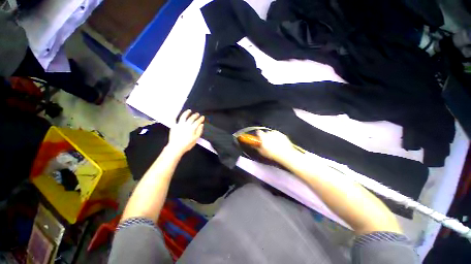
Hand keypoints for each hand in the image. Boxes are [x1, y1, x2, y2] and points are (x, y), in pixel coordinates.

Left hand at [166, 110, 204, 155]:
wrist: (176, 147)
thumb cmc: (187, 144)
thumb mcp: (196, 139)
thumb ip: (199, 131)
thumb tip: (201, 125)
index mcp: (192, 128)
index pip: (197, 122)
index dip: (200, 119)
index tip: (203, 117)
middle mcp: (186, 125)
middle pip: (191, 118)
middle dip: (195, 115)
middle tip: (197, 114)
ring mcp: (179, 125)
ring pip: (183, 117)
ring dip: (186, 113)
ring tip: (189, 111)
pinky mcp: (173, 126)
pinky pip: (173, 120)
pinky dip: (173, 116)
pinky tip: (174, 113)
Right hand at [256, 130, 295, 161]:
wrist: (285, 154)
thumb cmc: (273, 153)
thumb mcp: (262, 152)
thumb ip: (257, 147)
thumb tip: (255, 146)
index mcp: (263, 136)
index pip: (258, 132)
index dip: (258, 135)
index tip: (258, 137)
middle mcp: (269, 133)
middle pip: (266, 133)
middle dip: (266, 137)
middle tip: (267, 143)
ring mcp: (276, 133)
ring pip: (272, 134)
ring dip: (272, 138)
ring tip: (273, 145)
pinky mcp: (282, 135)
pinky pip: (279, 135)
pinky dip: (278, 138)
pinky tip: (279, 144)